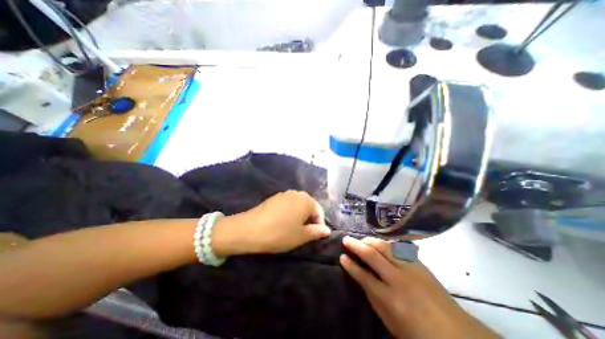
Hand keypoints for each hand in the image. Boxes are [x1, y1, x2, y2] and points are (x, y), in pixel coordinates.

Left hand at [217, 191, 330, 254]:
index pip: (319, 211)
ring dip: (299, 217)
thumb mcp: (302, 236)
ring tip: (292, 230)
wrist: (250, 229)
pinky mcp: (274, 198)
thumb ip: (317, 231)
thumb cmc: (280, 233)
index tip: (313, 236)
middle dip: (309, 220)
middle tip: (303, 234)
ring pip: (298, 206)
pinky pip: (287, 205)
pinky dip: (289, 213)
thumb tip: (327, 229)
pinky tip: (281, 223)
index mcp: (307, 200)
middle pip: (308, 207)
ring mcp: (284, 194)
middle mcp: (297, 193)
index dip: (319, 225)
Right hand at [340, 236, 501, 337]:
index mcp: (390, 298)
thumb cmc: (418, 332)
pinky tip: (380, 243)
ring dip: (370, 241)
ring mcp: (410, 268)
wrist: (456, 333)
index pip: (363, 276)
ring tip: (362, 239)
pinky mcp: (418, 263)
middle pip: (372, 256)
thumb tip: (360, 277)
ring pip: (384, 246)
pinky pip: (398, 247)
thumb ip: (373, 297)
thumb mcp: (390, 321)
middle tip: (346, 239)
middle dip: (356, 245)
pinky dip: (385, 243)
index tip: (341, 256)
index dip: (350, 265)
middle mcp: (398, 279)